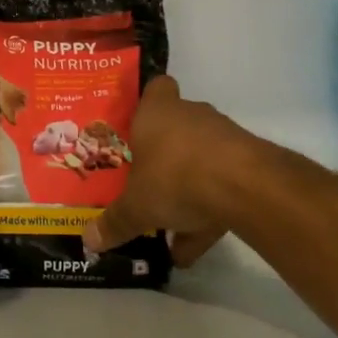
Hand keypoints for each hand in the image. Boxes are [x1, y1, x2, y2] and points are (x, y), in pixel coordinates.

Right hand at [83, 77, 260, 265]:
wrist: (245, 187)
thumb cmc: (174, 178)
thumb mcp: (135, 207)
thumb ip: (114, 223)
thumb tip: (89, 239)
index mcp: (157, 113)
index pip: (156, 88)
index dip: (148, 101)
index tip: (137, 125)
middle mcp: (190, 116)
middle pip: (176, 126)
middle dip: (163, 154)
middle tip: (146, 181)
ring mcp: (223, 136)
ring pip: (199, 159)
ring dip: (187, 188)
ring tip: (170, 229)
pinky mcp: (249, 162)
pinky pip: (222, 185)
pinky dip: (208, 212)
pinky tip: (192, 248)